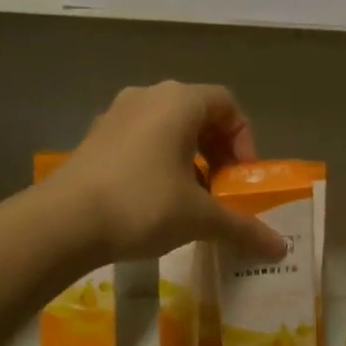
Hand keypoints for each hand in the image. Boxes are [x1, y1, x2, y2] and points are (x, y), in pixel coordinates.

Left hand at [45, 81, 287, 263]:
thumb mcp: (199, 217)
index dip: (244, 140)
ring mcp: (116, 114)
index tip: (242, 177)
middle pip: (198, 113)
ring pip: (167, 127)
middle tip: (222, 188)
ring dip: (188, 158)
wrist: (64, 222)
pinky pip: (140, 140)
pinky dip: (159, 162)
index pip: (227, 104)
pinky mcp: (95, 137)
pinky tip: (155, 200)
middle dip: (217, 151)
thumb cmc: (142, 204)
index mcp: (179, 101)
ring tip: (190, 198)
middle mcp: (148, 96)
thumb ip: (243, 227)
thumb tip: (281, 249)